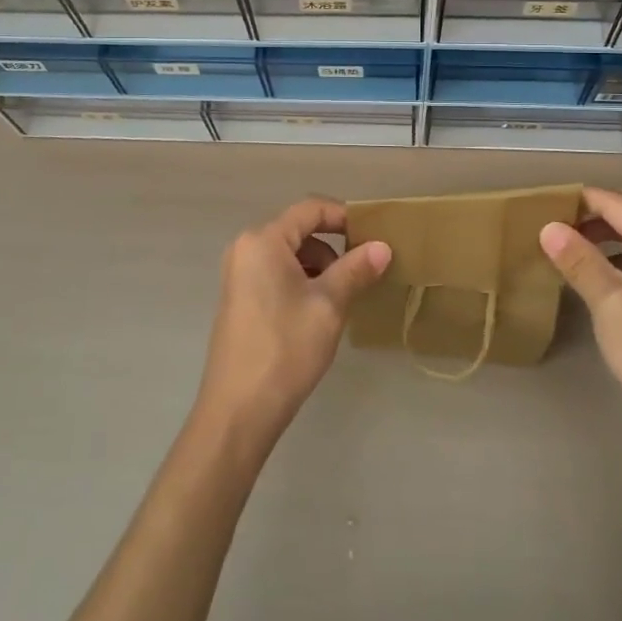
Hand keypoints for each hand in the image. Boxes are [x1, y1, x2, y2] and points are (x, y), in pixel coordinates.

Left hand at [193, 198, 390, 447]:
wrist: (238, 411)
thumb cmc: (285, 348)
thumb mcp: (329, 305)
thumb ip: (356, 269)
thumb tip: (383, 247)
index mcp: (263, 240)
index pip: (310, 209)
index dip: (344, 216)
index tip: (374, 235)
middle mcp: (245, 248)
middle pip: (299, 230)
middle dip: (334, 246)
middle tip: (364, 269)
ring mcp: (238, 275)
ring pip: (289, 254)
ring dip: (319, 267)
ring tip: (343, 297)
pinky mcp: (239, 298)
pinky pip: (276, 274)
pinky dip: (301, 281)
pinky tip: (318, 312)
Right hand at [541, 187, 621, 455]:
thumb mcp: (608, 300)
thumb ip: (578, 259)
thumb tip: (548, 227)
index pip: (618, 204)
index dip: (581, 200)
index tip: (543, 203)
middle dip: (589, 218)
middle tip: (549, 225)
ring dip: (599, 241)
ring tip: (561, 249)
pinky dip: (612, 262)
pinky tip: (587, 277)